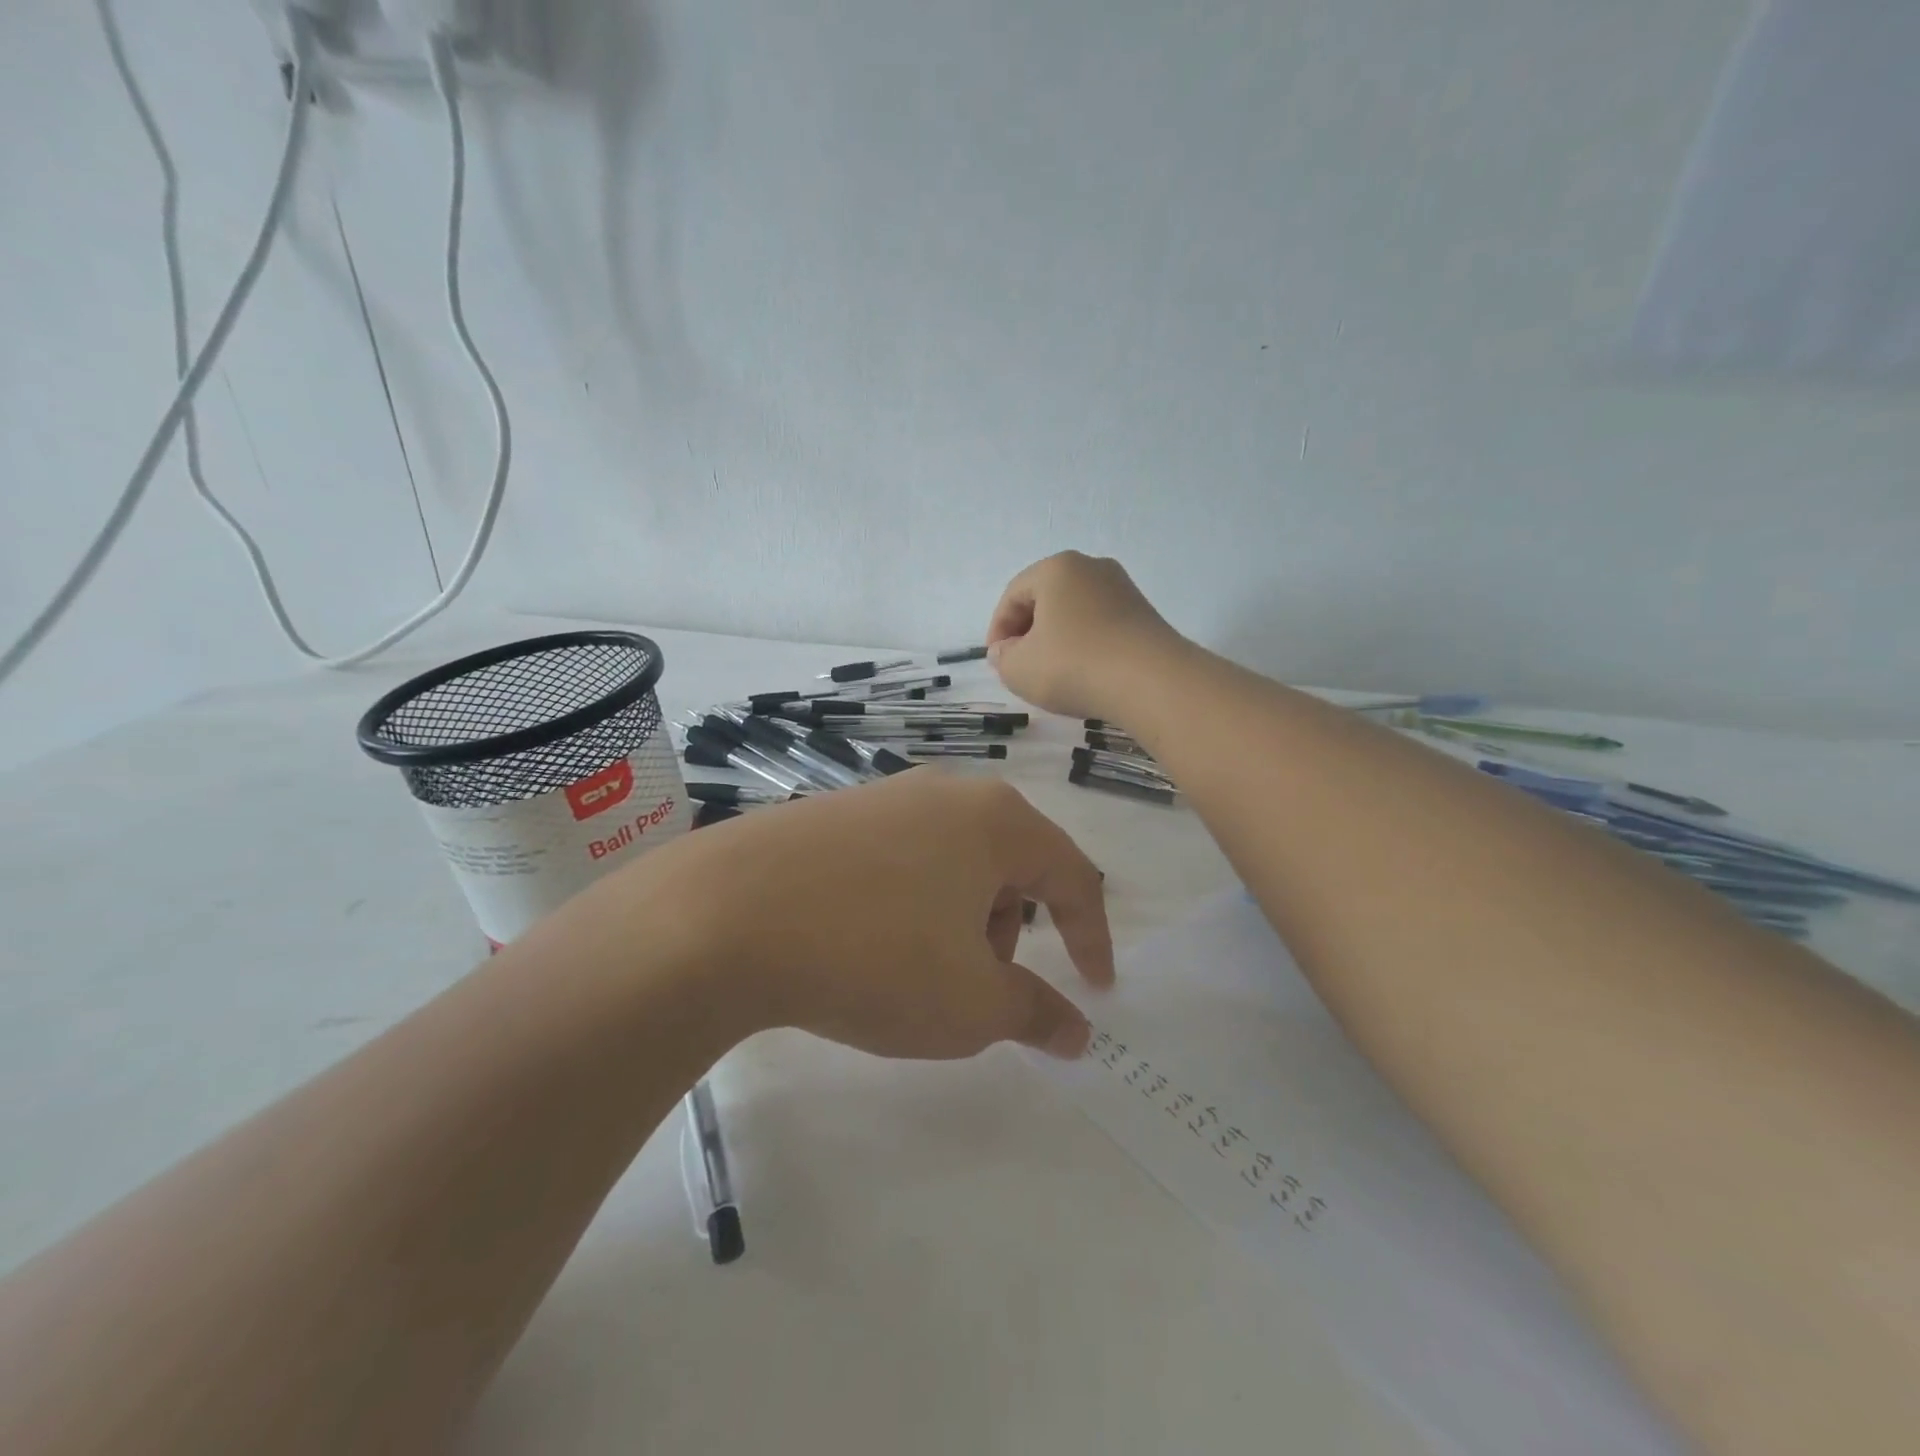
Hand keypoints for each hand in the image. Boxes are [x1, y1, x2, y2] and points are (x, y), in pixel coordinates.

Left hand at [614, 772, 1112, 1060]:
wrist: (725, 915)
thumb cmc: (875, 954)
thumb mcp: (970, 1004)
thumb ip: (1035, 1013)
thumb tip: (1076, 1031)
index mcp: (996, 821)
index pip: (1071, 875)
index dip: (1092, 937)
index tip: (1096, 989)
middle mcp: (946, 794)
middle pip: (1009, 865)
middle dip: (1010, 932)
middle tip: (979, 986)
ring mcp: (884, 798)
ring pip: (953, 864)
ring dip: (958, 921)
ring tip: (915, 972)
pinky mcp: (832, 815)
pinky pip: (900, 861)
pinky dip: (909, 906)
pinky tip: (865, 944)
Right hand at [985, 551, 1184, 722]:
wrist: (1152, 682)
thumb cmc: (1074, 665)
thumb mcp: (1019, 668)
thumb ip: (1002, 657)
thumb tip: (1007, 650)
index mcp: (1056, 568)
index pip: (1013, 595)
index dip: (998, 630)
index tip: (997, 662)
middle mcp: (1092, 567)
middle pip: (1046, 599)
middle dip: (1028, 632)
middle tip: (1021, 666)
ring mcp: (1123, 589)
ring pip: (1075, 613)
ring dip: (1058, 640)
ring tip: (1053, 674)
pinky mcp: (1145, 615)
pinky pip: (1102, 626)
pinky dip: (1086, 646)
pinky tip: (1085, 674)